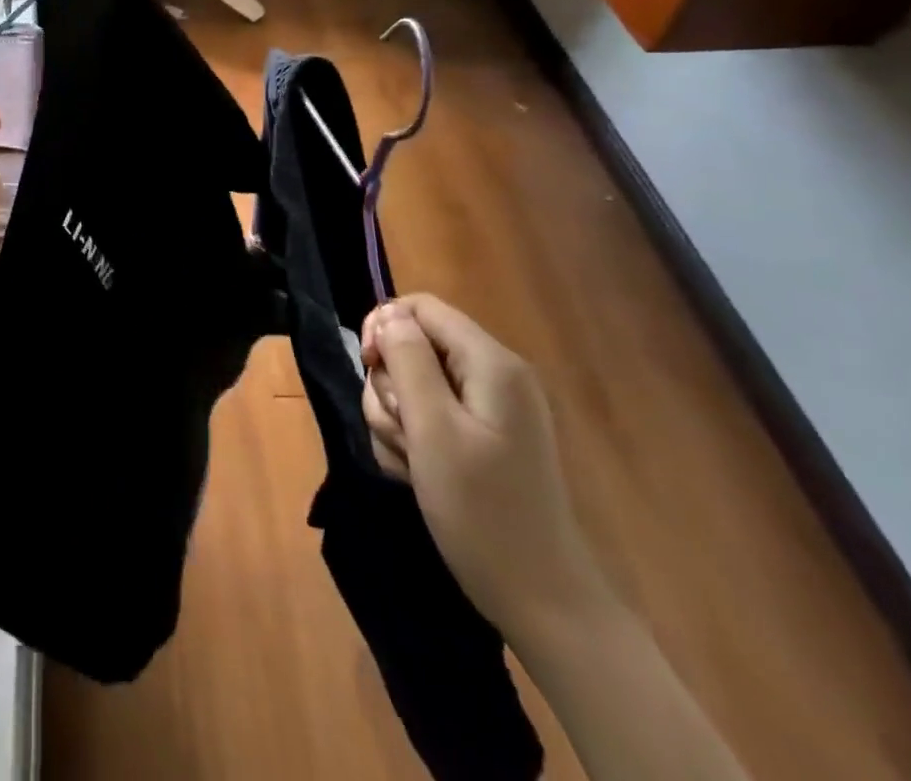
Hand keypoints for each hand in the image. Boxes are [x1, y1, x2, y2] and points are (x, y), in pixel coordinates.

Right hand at [362, 294, 611, 644]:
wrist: (541, 603)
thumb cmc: (483, 511)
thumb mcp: (433, 429)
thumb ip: (408, 360)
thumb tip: (388, 314)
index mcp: (490, 363)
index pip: (420, 307)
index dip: (384, 327)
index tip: (369, 367)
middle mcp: (491, 376)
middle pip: (411, 347)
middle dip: (391, 386)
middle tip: (404, 433)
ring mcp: (486, 410)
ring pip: (410, 386)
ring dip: (395, 420)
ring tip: (413, 463)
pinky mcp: (478, 439)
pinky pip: (424, 418)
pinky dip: (410, 442)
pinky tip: (418, 475)